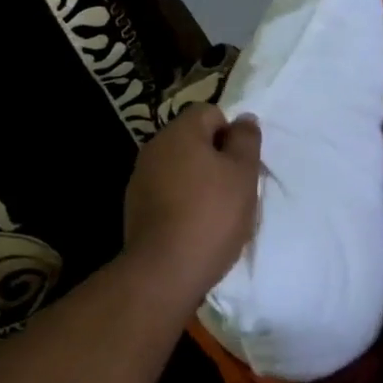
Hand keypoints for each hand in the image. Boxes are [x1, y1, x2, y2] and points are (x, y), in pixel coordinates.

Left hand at [122, 104, 261, 309]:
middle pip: (193, 140)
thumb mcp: (243, 174)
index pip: (210, 113)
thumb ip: (246, 140)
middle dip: (215, 158)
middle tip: (235, 189)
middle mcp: (154, 148)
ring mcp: (140, 178)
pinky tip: (194, 226)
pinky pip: (167, 192)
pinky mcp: (135, 207)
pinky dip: (182, 202)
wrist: (166, 270)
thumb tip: (244, 119)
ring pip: (180, 168)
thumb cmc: (212, 215)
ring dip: (199, 181)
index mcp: (179, 132)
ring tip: (216, 212)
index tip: (241, 165)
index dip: (231, 134)